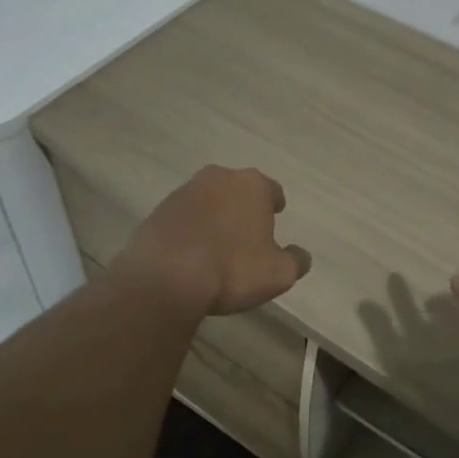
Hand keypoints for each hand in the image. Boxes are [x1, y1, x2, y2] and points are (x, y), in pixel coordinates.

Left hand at [120, 166, 311, 315]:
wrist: (165, 278)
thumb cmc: (232, 269)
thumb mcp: (279, 273)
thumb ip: (296, 261)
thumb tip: (301, 255)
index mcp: (252, 185)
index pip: (272, 190)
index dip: (275, 205)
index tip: (276, 217)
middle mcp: (219, 179)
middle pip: (238, 190)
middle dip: (244, 207)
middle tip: (247, 232)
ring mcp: (184, 192)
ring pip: (209, 201)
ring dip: (215, 217)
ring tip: (218, 245)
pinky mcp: (158, 211)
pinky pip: (184, 217)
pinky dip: (190, 229)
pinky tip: (191, 253)